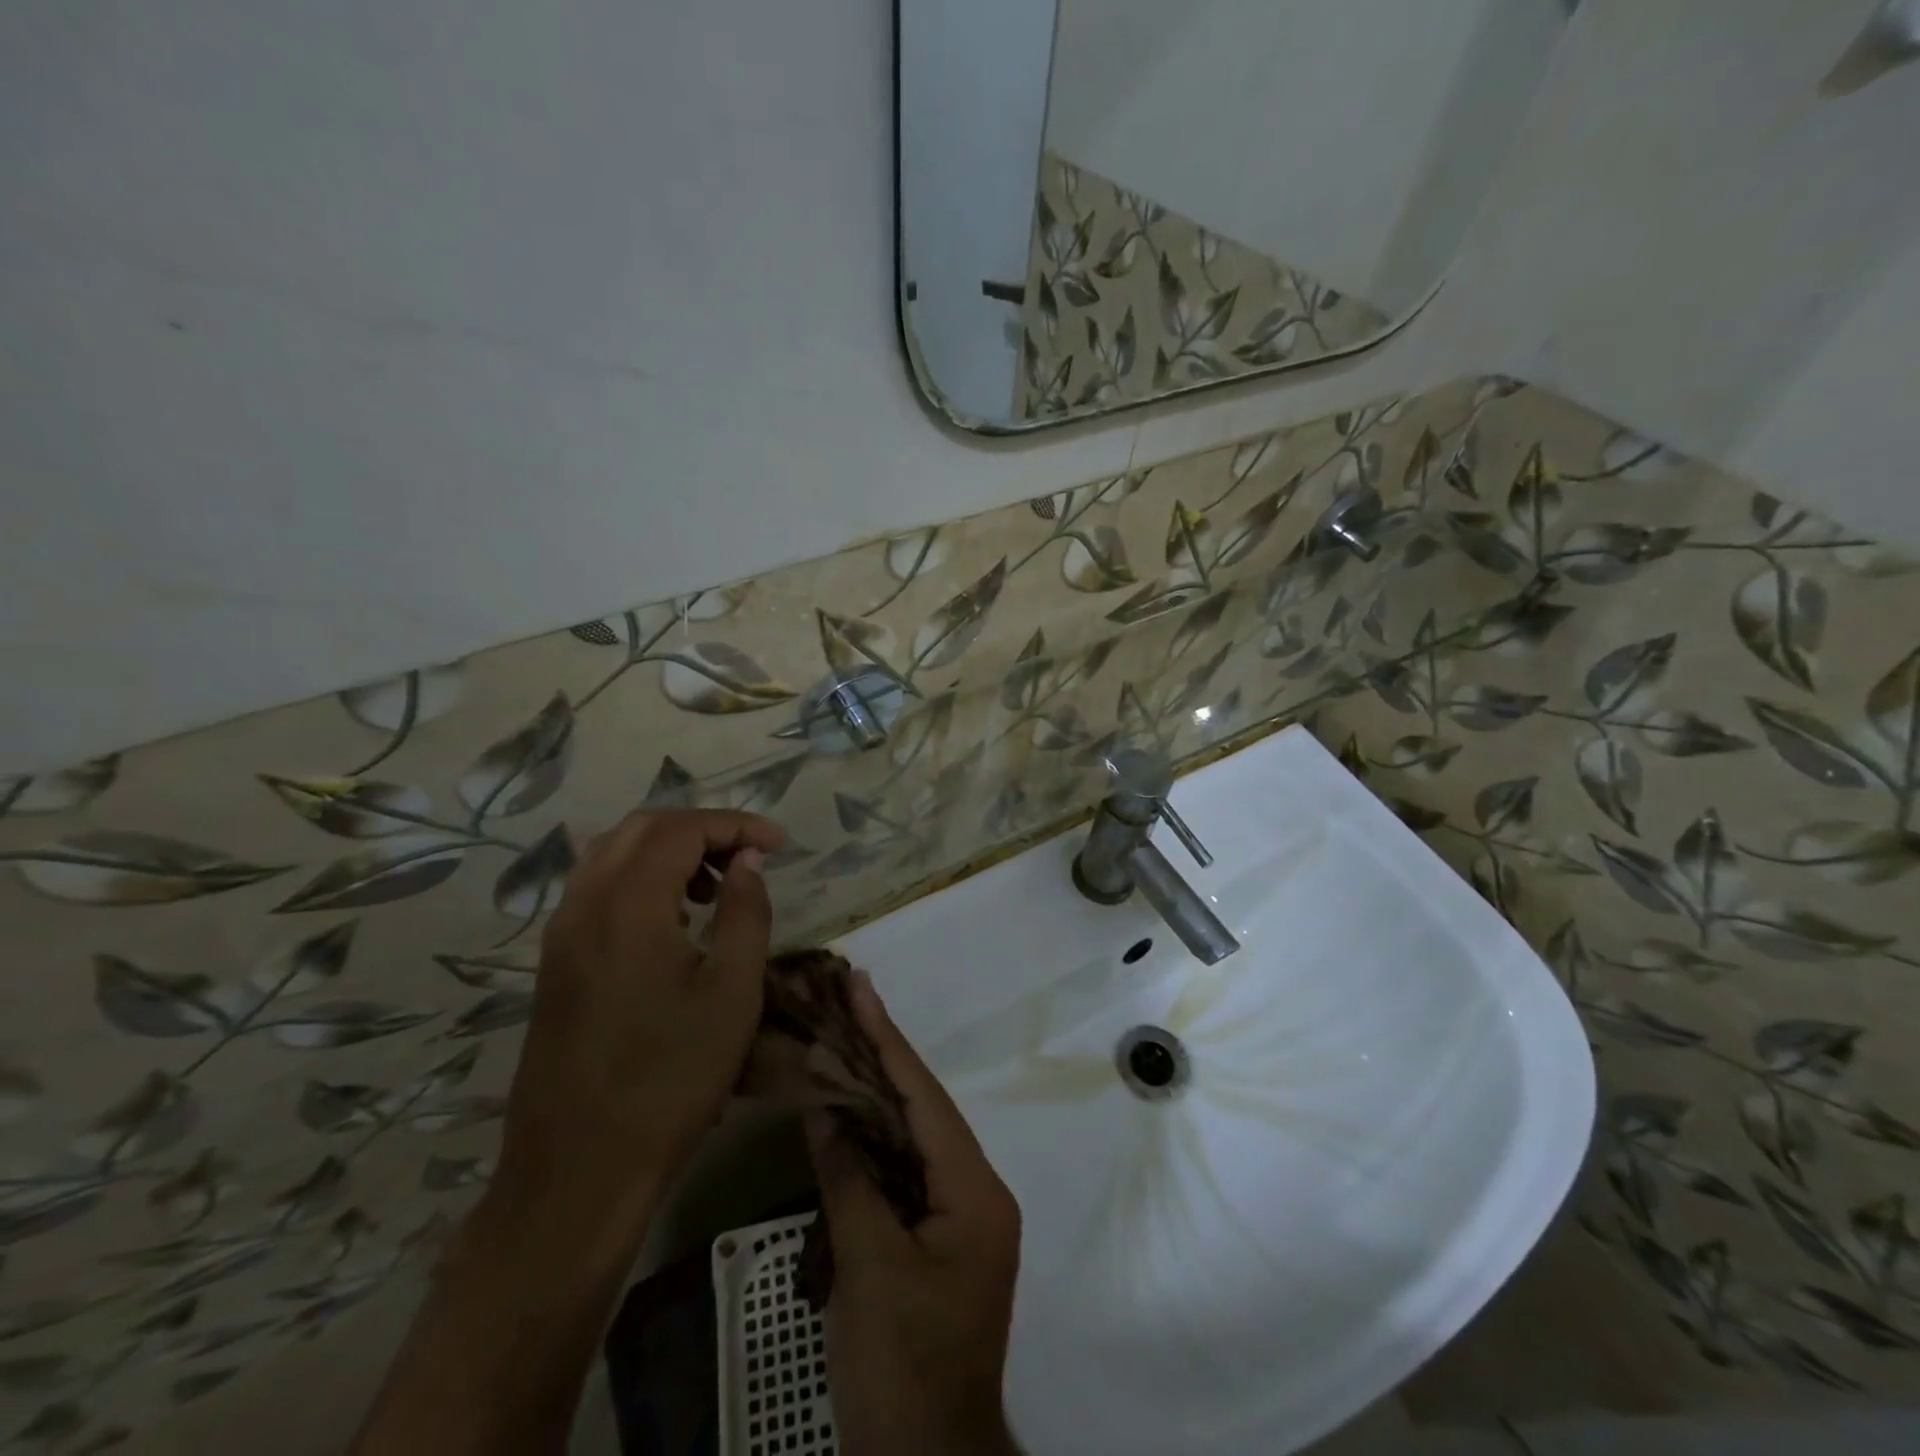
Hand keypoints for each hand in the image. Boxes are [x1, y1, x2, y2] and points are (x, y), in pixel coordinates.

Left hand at [488, 808, 783, 1245]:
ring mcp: (561, 934)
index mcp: (627, 904)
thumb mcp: (732, 991)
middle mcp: (584, 904)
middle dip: (702, 830)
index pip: (682, 829)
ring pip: (614, 854)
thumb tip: (746, 860)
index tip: (779, 843)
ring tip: (716, 886)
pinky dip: (641, 879)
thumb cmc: (670, 1078)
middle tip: (749, 856)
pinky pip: (598, 889)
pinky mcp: (555, 962)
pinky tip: (674, 919)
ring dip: (669, 852)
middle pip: (643, 829)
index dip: (736, 824)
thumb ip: (745, 911)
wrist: (579, 1170)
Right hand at [807, 973, 1022, 1455]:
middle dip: (883, 1055)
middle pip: (922, 1108)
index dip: (889, 1040)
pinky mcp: (935, 1237)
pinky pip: (903, 1170)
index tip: (863, 989)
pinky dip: (873, 1139)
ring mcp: (956, 1215)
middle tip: (849, 1000)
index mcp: (974, 1190)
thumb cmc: (903, 1367)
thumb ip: (850, 1180)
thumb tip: (827, 1109)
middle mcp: (974, 1190)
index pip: (925, 1098)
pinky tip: (847, 1113)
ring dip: (876, 1092)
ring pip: (912, 1136)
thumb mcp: (870, 1270)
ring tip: (843, 1039)